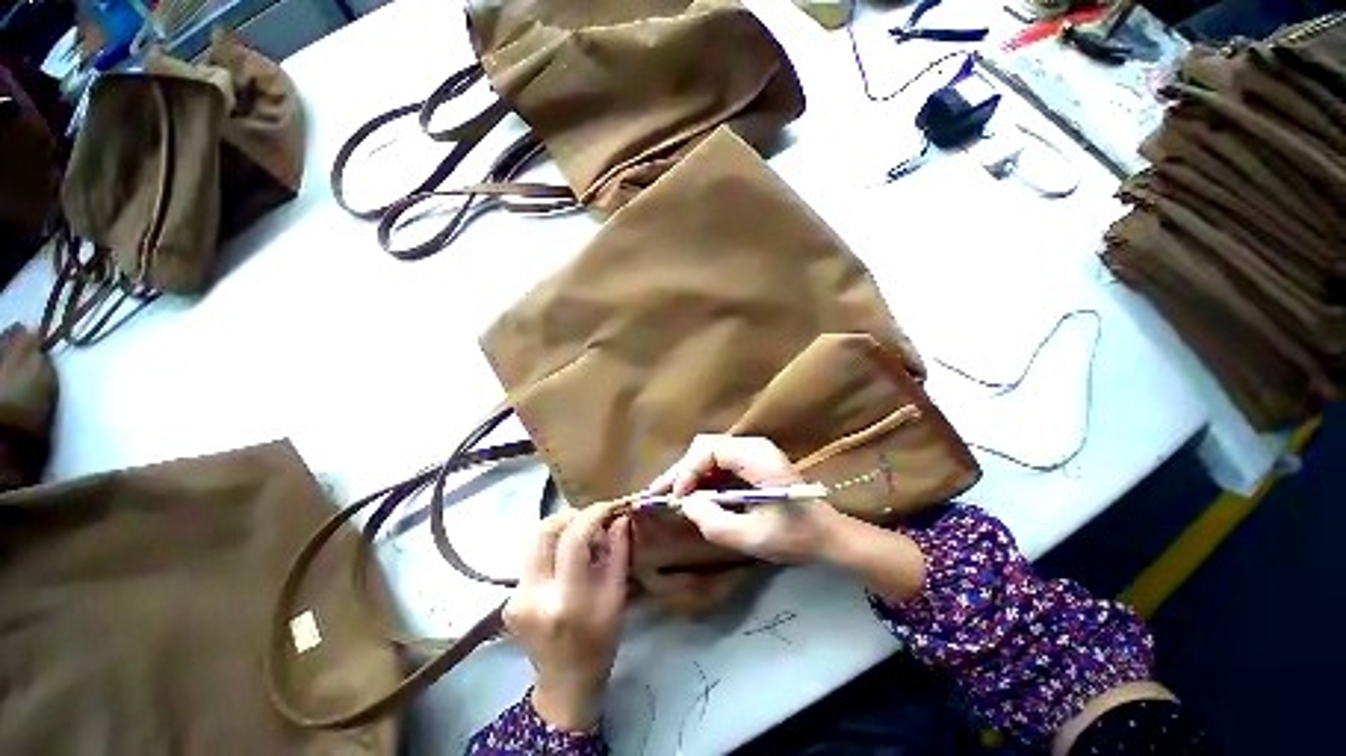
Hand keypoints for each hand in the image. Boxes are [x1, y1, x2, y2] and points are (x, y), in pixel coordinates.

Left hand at [503, 502, 631, 731]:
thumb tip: (619, 517)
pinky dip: (552, 548)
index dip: (591, 515)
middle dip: (569, 517)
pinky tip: (567, 561)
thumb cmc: (599, 642)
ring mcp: (515, 598)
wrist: (565, 684)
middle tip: (590, 521)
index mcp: (566, 601)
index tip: (608, 507)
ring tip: (581, 540)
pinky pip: (532, 557)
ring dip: (560, 530)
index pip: (573, 540)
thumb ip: (619, 552)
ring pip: (534, 541)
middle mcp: (533, 596)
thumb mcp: (616, 597)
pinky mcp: (508, 599)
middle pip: (542, 532)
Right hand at [645, 435, 841, 563]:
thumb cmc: (797, 537)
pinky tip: (689, 496)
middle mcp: (753, 446)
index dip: (688, 471)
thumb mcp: (753, 537)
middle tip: (658, 495)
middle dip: (681, 471)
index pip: (710, 449)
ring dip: (687, 475)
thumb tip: (685, 505)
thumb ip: (715, 522)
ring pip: (708, 454)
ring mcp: (752, 453)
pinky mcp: (751, 463)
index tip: (677, 498)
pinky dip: (700, 479)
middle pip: (705, 447)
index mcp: (757, 457)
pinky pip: (717, 464)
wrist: (828, 535)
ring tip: (667, 496)